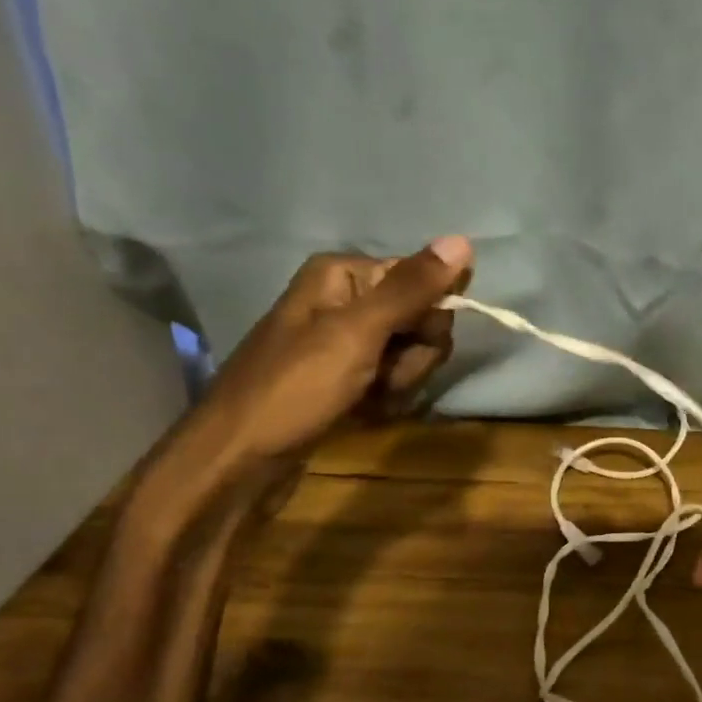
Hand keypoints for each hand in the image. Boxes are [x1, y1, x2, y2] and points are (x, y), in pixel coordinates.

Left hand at [185, 236, 473, 479]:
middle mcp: (345, 301)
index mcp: (344, 275)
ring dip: (401, 383)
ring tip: (367, 400)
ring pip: (411, 354)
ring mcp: (345, 343)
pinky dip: (386, 399)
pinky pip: (392, 379)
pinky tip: (363, 413)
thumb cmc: (295, 389)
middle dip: (413, 356)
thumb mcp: (357, 333)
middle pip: (420, 318)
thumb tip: (463, 240)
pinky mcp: (347, 379)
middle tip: (382, 377)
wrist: (239, 461)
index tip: (410, 344)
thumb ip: (411, 289)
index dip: (427, 317)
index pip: (422, 279)